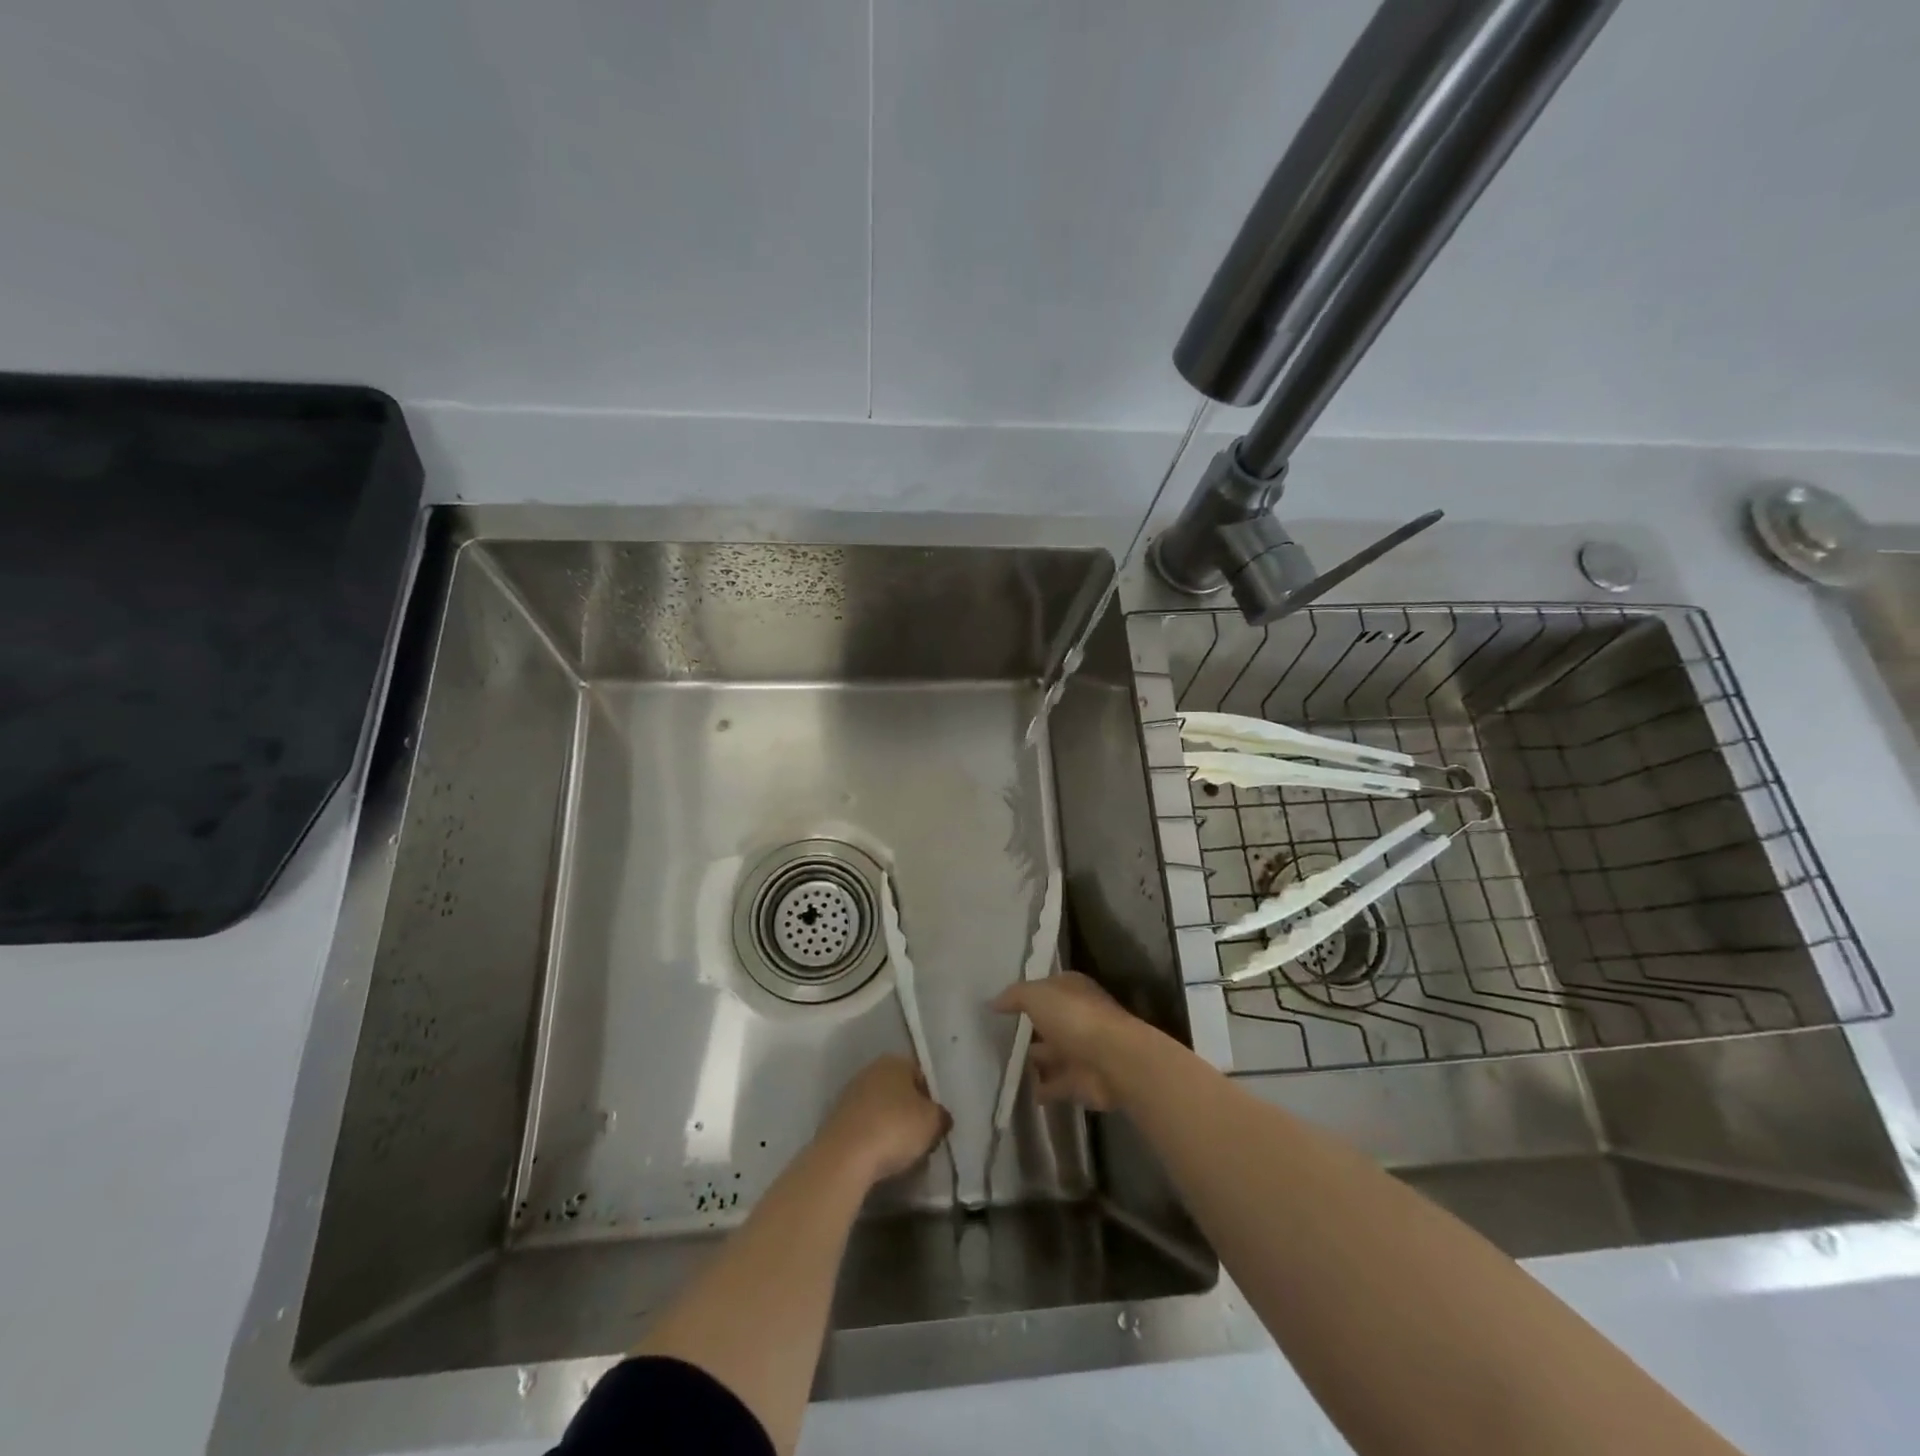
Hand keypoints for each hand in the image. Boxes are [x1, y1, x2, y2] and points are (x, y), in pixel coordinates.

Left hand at [817, 1055, 951, 1184]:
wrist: (845, 1156)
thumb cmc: (895, 1129)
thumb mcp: (933, 1122)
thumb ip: (940, 1116)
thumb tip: (940, 1117)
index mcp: (895, 1061)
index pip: (920, 1076)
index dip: (930, 1101)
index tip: (933, 1125)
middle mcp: (871, 1070)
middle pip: (898, 1091)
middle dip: (908, 1112)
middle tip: (918, 1138)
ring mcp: (850, 1093)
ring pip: (879, 1108)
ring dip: (888, 1125)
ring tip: (897, 1152)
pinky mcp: (835, 1118)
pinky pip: (863, 1125)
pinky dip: (871, 1137)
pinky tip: (876, 1156)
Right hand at [993, 971, 1150, 1110]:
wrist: (1113, 1061)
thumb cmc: (1074, 1017)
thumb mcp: (1037, 995)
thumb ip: (1014, 996)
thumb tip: (993, 1002)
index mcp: (1072, 989)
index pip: (1046, 988)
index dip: (1025, 995)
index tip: (1000, 1006)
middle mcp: (1078, 1017)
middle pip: (1049, 1022)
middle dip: (1028, 1029)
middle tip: (993, 1038)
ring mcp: (1081, 1051)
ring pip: (1051, 1054)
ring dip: (1033, 1060)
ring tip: (999, 1066)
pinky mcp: (1081, 1082)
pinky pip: (1054, 1085)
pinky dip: (1040, 1089)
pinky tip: (1017, 1092)